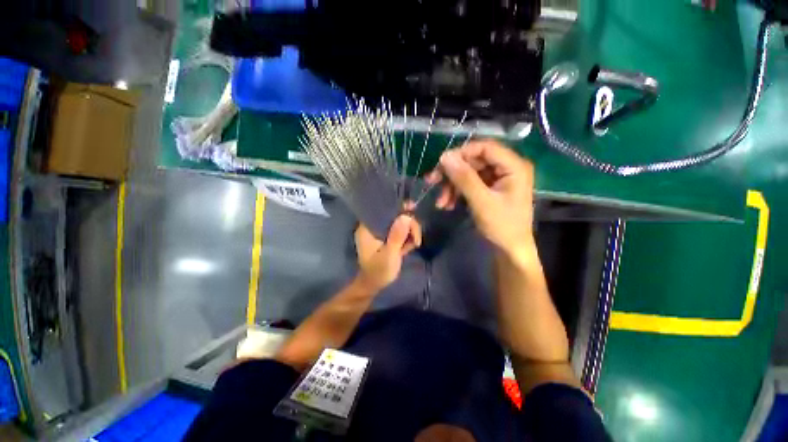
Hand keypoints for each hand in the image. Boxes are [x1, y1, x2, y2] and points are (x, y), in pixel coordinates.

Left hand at [355, 215, 421, 291]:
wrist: (375, 285)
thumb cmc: (378, 271)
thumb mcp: (389, 255)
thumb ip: (397, 236)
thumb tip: (406, 217)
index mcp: (367, 228)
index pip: (382, 210)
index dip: (398, 208)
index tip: (412, 209)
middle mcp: (374, 226)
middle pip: (394, 215)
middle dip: (409, 224)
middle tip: (416, 238)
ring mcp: (382, 232)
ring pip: (401, 223)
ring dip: (411, 232)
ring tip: (414, 244)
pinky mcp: (388, 237)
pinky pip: (402, 231)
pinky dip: (408, 237)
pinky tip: (410, 246)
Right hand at [426, 140, 534, 256]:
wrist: (510, 250)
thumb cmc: (502, 227)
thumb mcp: (481, 202)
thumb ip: (464, 178)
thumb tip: (444, 157)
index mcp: (514, 166)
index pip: (485, 147)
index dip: (461, 152)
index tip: (440, 163)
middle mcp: (507, 168)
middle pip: (474, 160)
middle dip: (452, 173)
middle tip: (432, 181)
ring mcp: (498, 179)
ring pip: (469, 173)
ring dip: (451, 186)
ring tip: (440, 202)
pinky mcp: (490, 188)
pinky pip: (470, 184)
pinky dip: (457, 192)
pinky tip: (447, 204)